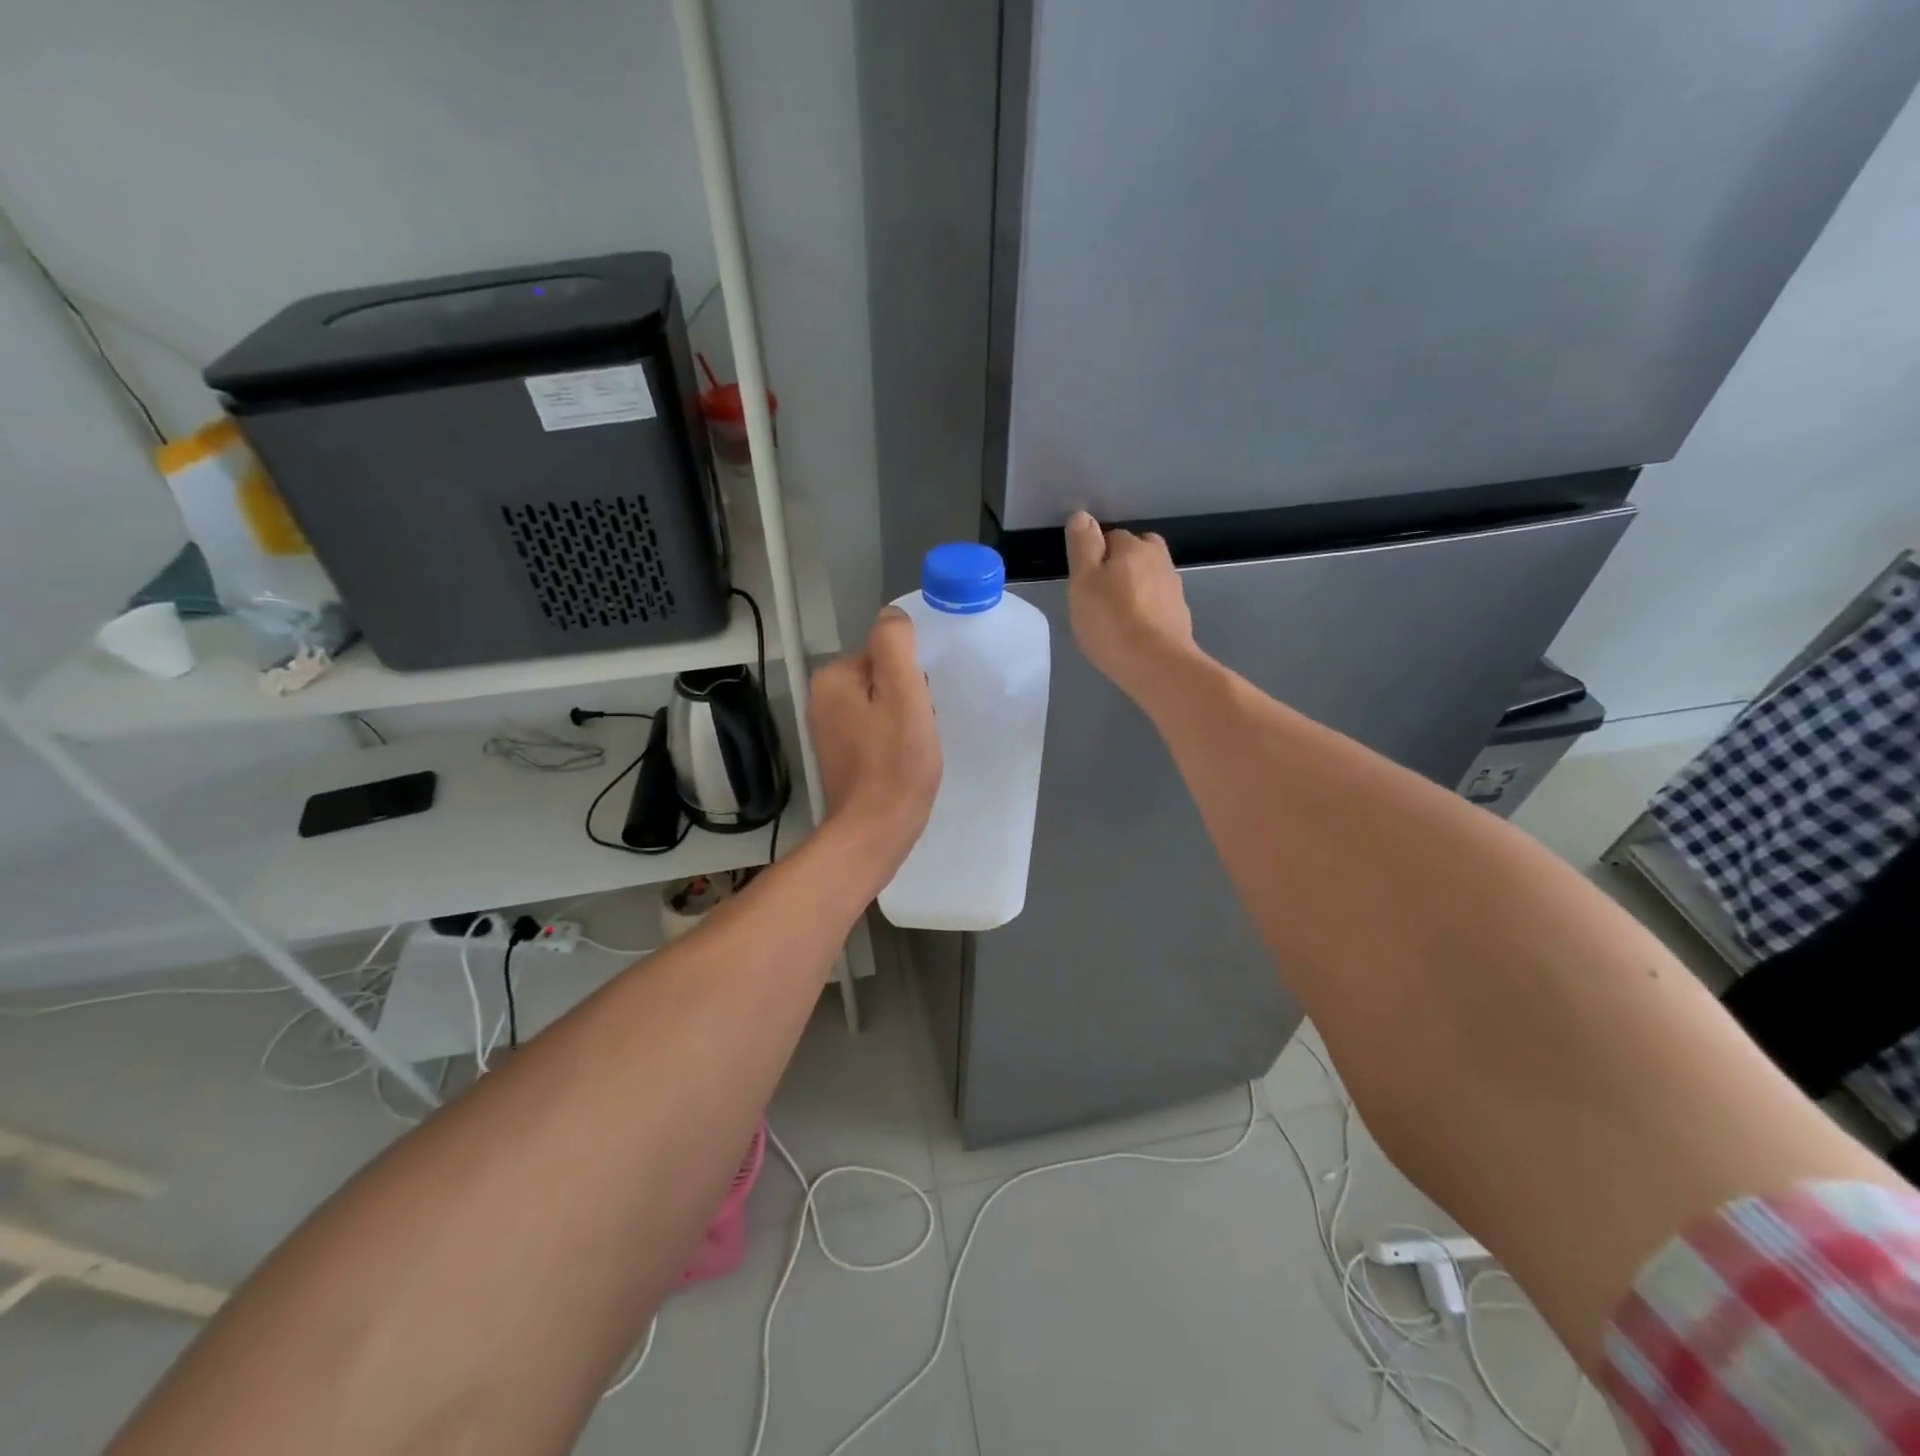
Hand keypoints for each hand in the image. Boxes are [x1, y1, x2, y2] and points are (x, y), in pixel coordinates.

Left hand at [808, 606, 942, 878]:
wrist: (874, 832)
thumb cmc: (895, 763)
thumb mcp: (904, 693)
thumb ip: (895, 645)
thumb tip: (891, 616)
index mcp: (833, 678)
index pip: (885, 654)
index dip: (912, 678)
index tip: (919, 708)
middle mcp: (822, 699)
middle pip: (883, 679)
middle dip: (908, 699)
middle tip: (918, 730)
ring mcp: (829, 730)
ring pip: (882, 707)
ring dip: (904, 721)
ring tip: (913, 749)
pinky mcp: (841, 756)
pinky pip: (876, 732)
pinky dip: (893, 742)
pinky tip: (903, 762)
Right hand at [1064, 511, 1198, 698]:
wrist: (1157, 665)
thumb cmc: (1112, 621)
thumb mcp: (1083, 581)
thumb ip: (1083, 546)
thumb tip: (1083, 516)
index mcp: (1135, 547)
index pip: (1112, 536)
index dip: (1096, 554)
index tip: (1084, 579)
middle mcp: (1160, 561)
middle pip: (1138, 552)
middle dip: (1122, 564)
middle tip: (1101, 592)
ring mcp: (1174, 590)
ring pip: (1150, 578)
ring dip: (1136, 588)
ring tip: (1116, 614)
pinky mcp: (1180, 618)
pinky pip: (1158, 604)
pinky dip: (1147, 610)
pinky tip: (1134, 630)